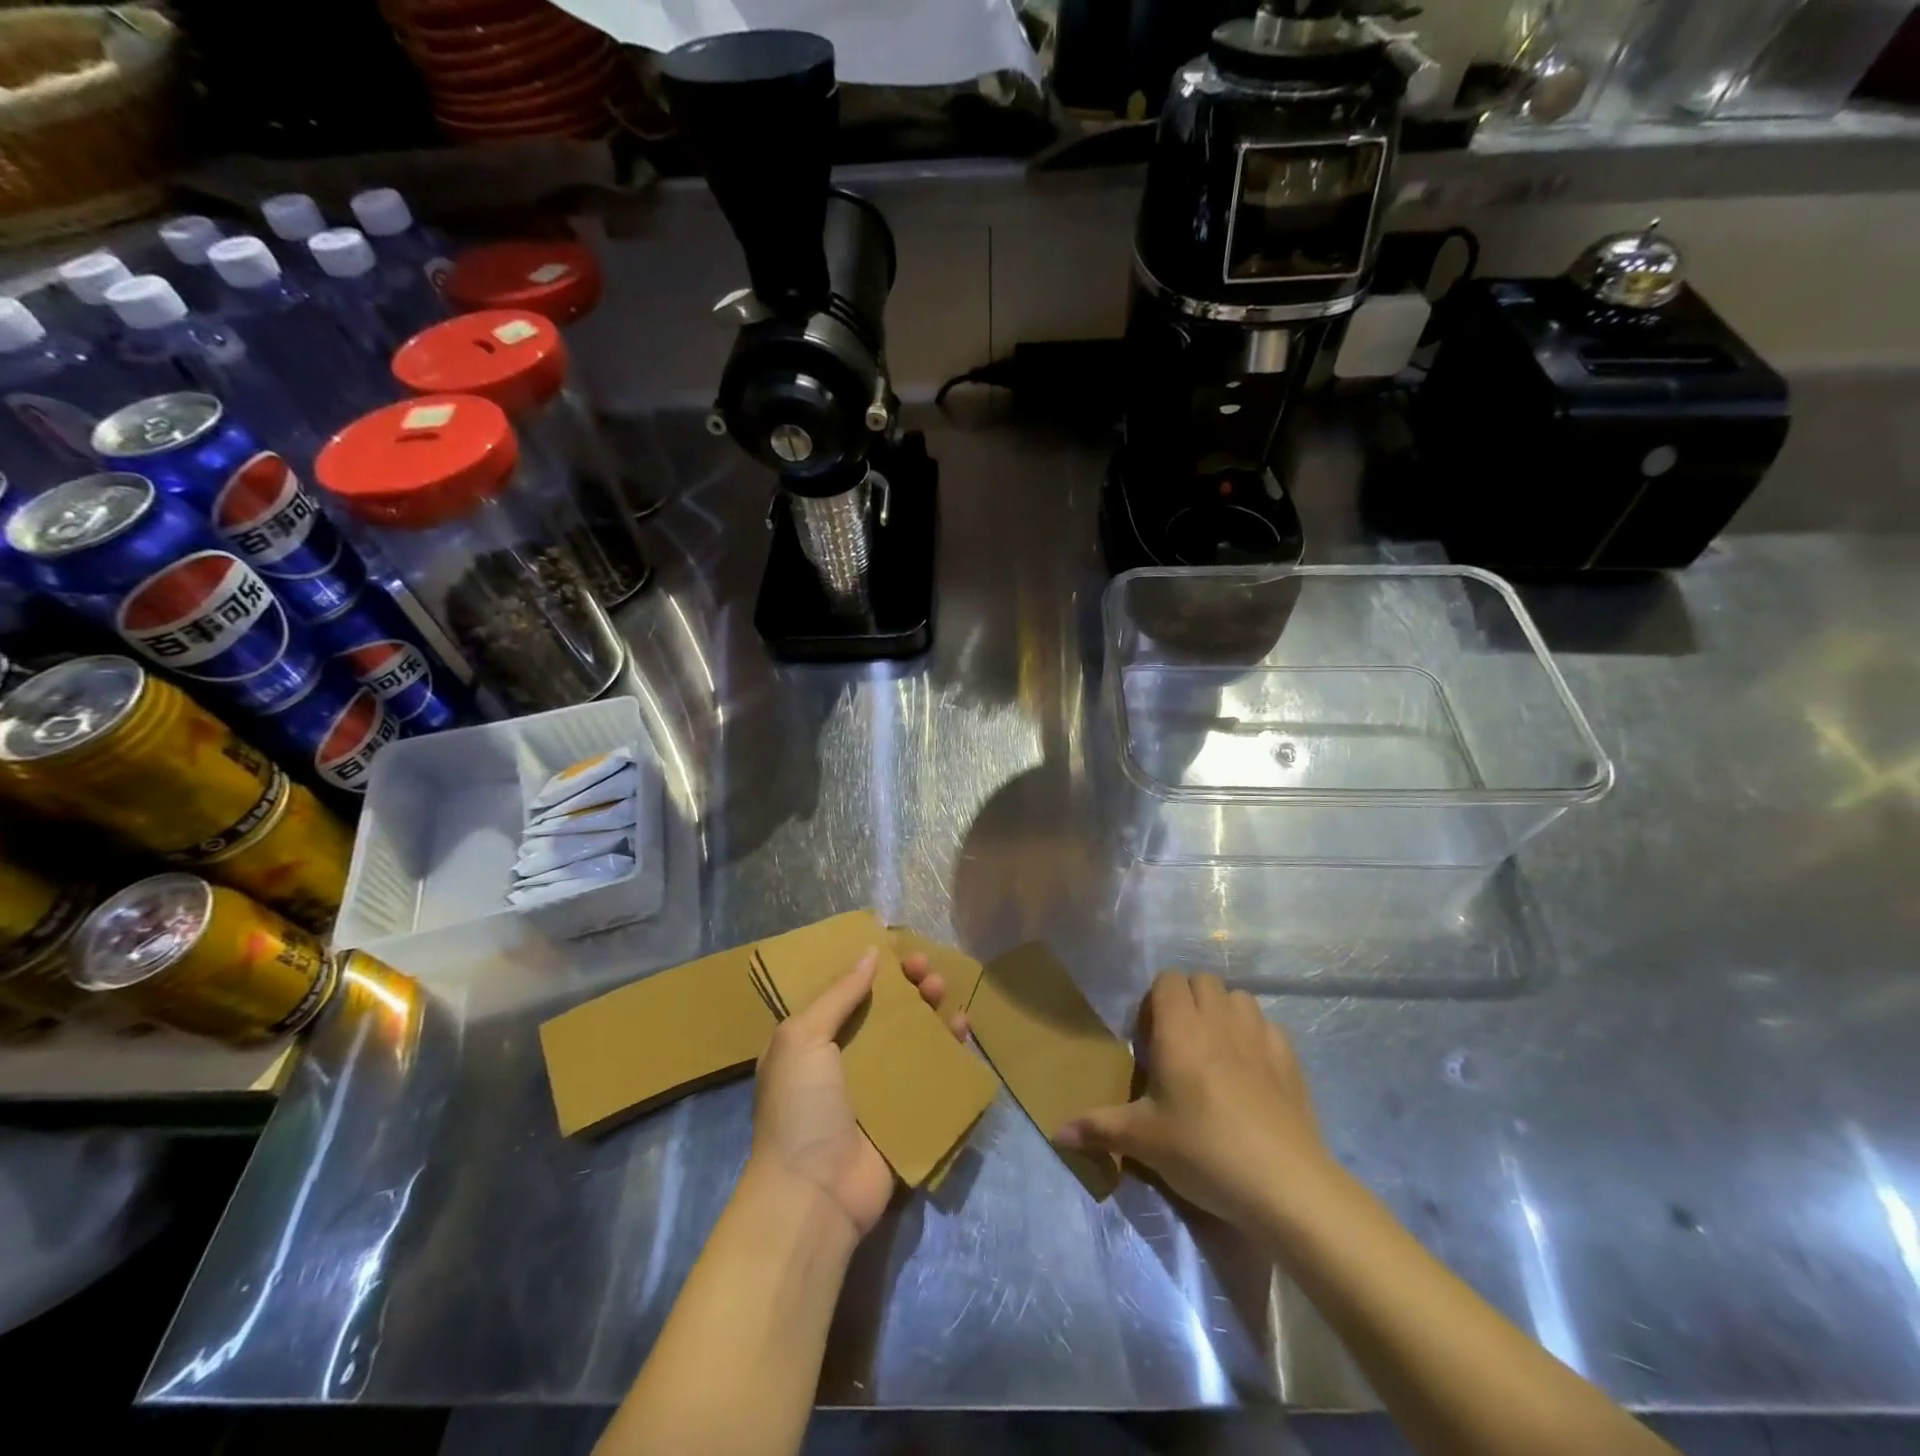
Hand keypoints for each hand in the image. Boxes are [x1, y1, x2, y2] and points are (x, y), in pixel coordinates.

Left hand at [748, 947, 965, 1239]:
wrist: (814, 1193)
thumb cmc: (800, 1107)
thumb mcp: (802, 1038)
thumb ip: (837, 994)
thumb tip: (869, 953)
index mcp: (814, 1041)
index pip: (847, 992)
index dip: (871, 968)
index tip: (896, 948)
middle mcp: (847, 1060)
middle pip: (885, 1011)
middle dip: (907, 986)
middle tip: (927, 968)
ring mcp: (879, 1088)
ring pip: (912, 1037)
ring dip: (930, 1010)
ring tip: (945, 990)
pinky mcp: (907, 1113)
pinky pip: (933, 1073)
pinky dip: (949, 1049)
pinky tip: (963, 1028)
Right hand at [1056, 971, 1327, 1229]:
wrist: (1283, 1183)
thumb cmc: (1203, 1150)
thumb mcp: (1144, 1140)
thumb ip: (1099, 1127)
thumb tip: (1056, 1132)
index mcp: (1180, 1028)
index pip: (1167, 980)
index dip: (1156, 999)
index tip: (1150, 1037)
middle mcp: (1219, 1019)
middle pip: (1202, 980)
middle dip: (1188, 1000)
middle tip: (1178, 1043)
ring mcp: (1259, 1035)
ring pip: (1238, 997)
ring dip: (1223, 1012)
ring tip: (1215, 1050)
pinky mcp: (1290, 1058)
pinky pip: (1268, 1026)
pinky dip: (1255, 1035)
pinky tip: (1252, 1071)